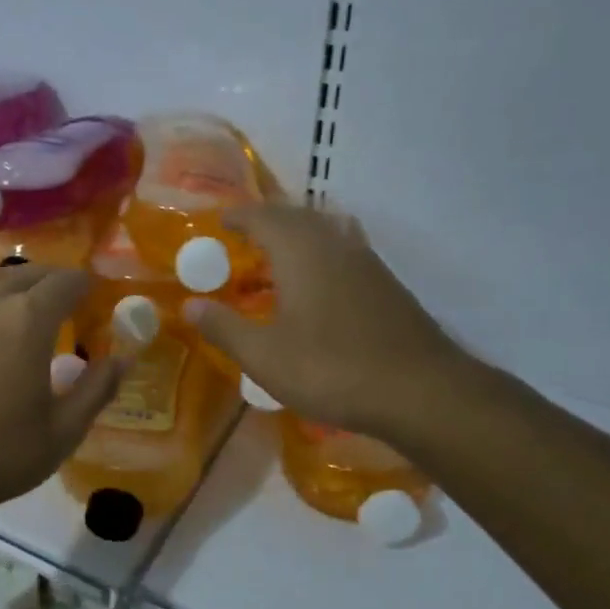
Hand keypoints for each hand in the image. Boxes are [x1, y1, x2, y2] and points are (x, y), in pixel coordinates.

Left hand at [0, 265, 124, 518]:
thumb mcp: (63, 431)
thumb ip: (97, 389)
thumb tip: (124, 359)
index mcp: (29, 321)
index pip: (64, 283)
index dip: (83, 284)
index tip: (92, 293)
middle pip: (26, 276)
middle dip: (50, 280)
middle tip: (63, 296)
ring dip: (10, 284)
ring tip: (21, 297)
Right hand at [187, 205, 473, 439]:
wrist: (420, 391)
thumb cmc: (331, 369)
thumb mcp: (264, 356)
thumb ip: (224, 327)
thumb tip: (189, 305)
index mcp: (301, 251)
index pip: (262, 217)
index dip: (237, 217)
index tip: (217, 223)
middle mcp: (335, 244)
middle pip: (296, 217)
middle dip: (266, 222)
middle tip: (241, 239)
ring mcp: (366, 262)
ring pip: (325, 232)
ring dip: (296, 236)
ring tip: (275, 257)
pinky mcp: (386, 285)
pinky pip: (342, 253)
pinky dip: (319, 255)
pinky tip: (314, 286)